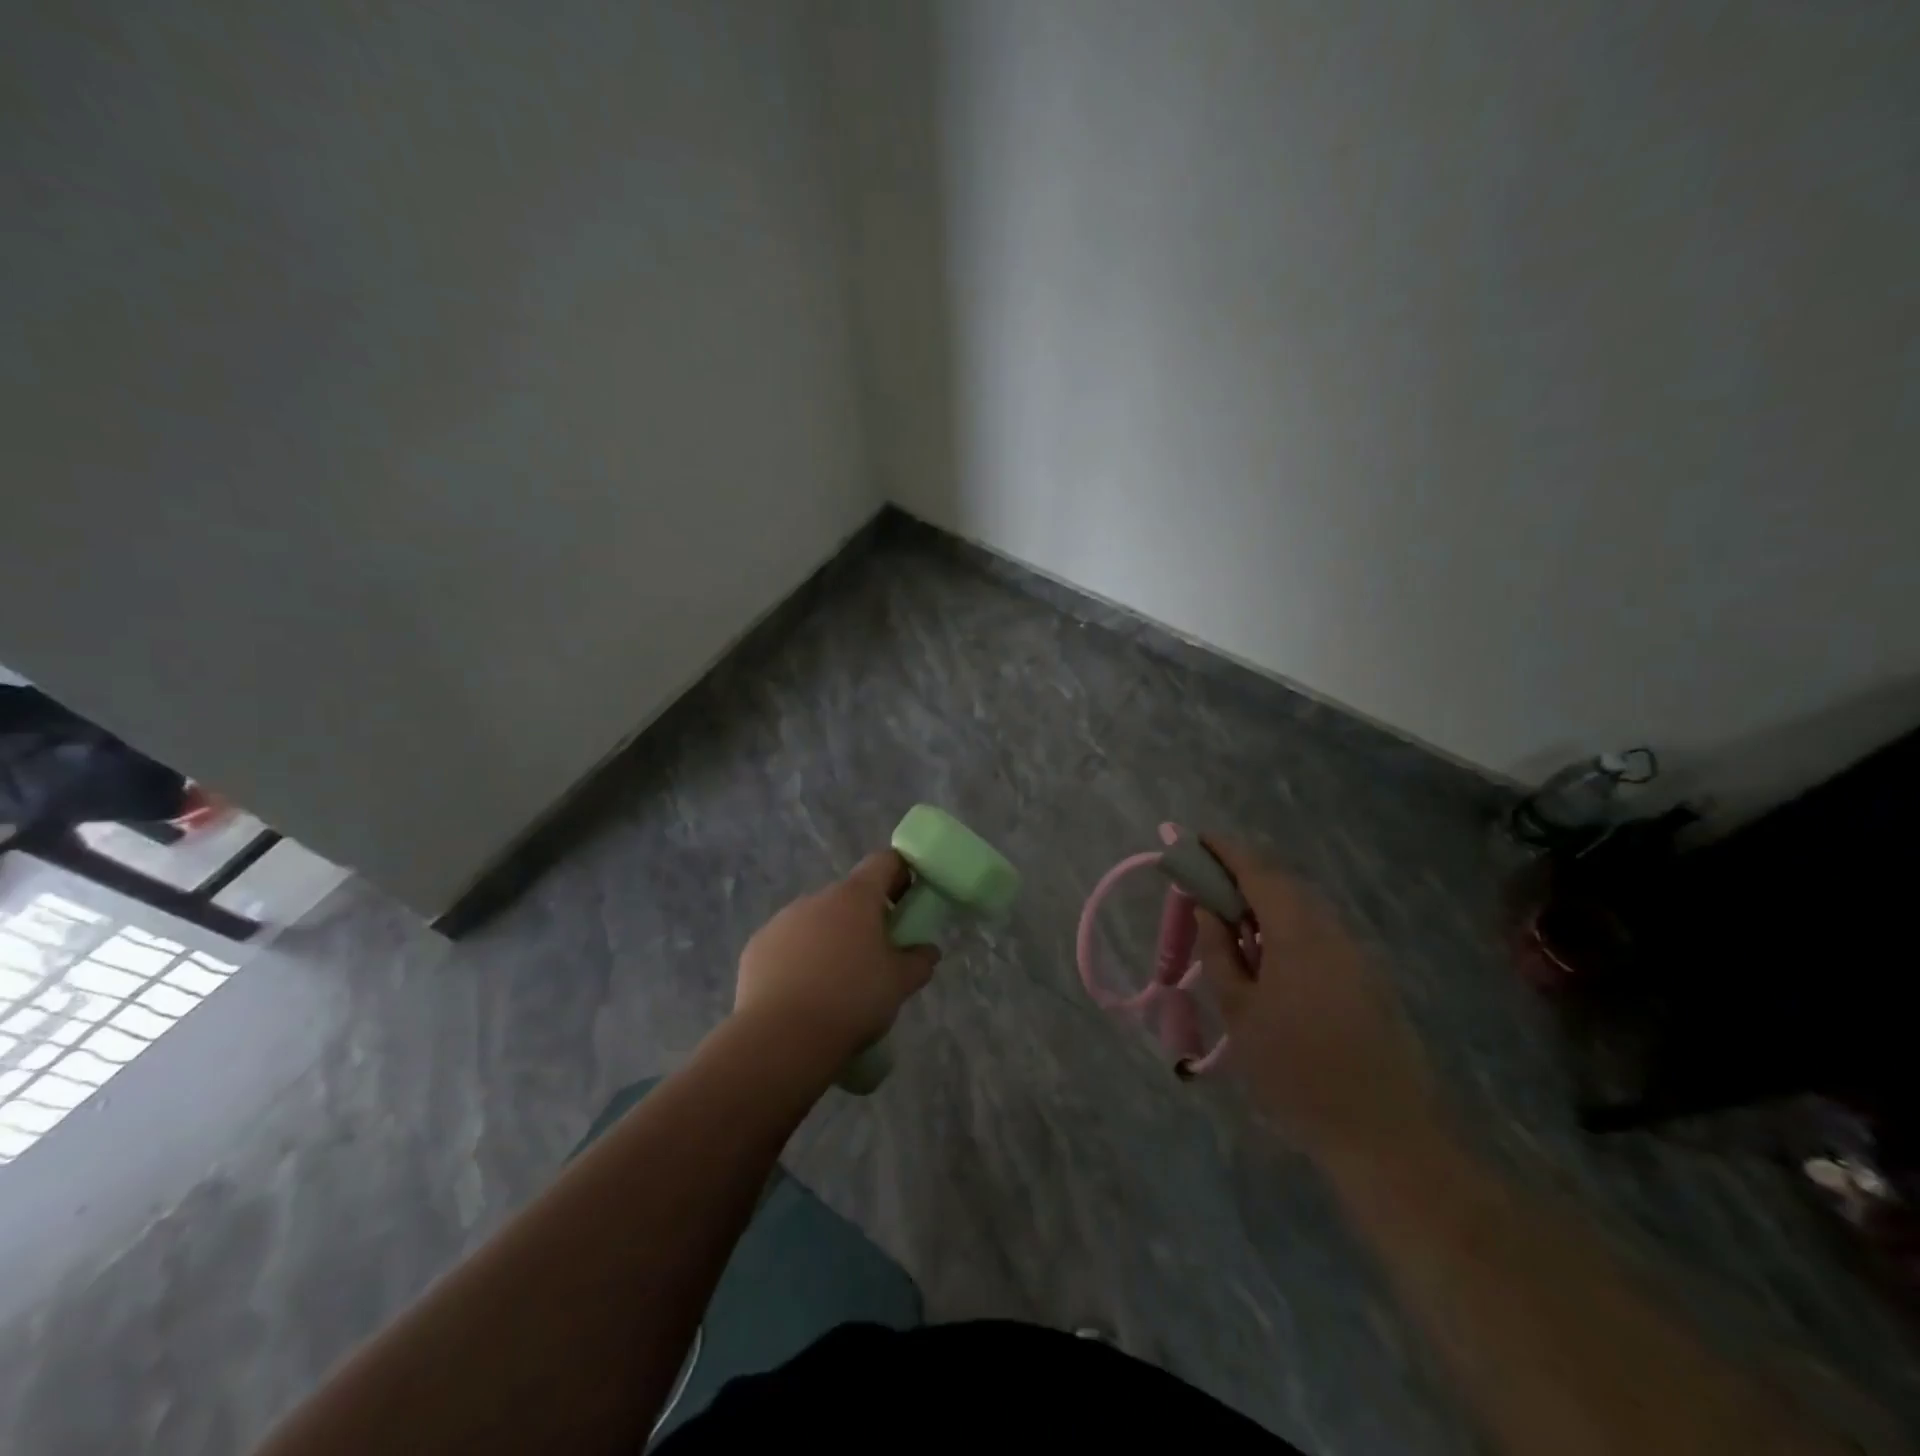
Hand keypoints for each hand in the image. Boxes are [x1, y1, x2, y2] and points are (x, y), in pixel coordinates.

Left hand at [735, 851, 937, 1062]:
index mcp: (855, 896)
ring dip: (831, 937)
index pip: (884, 861)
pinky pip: (788, 943)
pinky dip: (800, 958)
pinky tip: (803, 993)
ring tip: (837, 981)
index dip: (901, 874)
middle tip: (877, 954)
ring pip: (817, 920)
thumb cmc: (851, 1001)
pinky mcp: (757, 946)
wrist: (781, 1038)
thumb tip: (927, 951)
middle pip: (849, 894)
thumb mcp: (899, 984)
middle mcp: (817, 898)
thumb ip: (919, 961)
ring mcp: (782, 920)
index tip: (908, 902)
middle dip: (866, 916)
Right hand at [1194, 838, 1441, 1169]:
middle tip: (1204, 889)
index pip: (1256, 870)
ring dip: (1264, 905)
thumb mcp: (1239, 1012)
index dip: (1223, 850)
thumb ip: (1219, 952)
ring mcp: (1356, 953)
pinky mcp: (1368, 977)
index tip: (1192, 839)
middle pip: (1282, 884)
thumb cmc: (1295, 1071)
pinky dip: (1286, 929)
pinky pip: (1319, 933)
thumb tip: (1207, 910)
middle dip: (1241, 876)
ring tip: (1231, 927)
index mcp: (1297, 931)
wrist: (1384, 1133)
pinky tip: (1269, 961)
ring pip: (1303, 909)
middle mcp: (1331, 930)